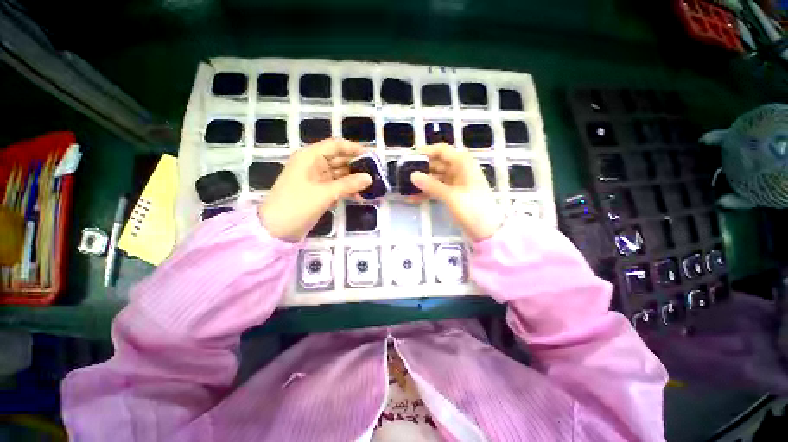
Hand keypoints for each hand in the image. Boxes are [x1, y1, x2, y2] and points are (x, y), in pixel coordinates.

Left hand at [259, 139, 371, 240]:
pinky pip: (337, 186)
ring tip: (372, 185)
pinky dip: (347, 189)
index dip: (354, 148)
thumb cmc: (297, 205)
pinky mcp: (319, 191)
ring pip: (339, 174)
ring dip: (354, 179)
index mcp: (310, 157)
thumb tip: (369, 178)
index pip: (336, 145)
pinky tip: (360, 196)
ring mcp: (316, 179)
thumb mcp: (324, 193)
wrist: (276, 230)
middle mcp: (313, 164)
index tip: (372, 156)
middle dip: (357, 165)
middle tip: (376, 172)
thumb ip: (348, 184)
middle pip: (339, 159)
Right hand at [410, 144, 503, 241]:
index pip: (442, 151)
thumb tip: (412, 175)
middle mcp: (459, 170)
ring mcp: (456, 183)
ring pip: (436, 177)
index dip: (425, 152)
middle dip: (421, 169)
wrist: (488, 231)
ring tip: (405, 187)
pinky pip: (437, 189)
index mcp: (463, 164)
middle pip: (437, 164)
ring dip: (422, 182)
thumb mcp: (451, 196)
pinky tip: (413, 198)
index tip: (409, 158)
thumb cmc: (473, 209)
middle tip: (403, 175)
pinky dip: (427, 192)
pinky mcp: (453, 194)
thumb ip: (431, 185)